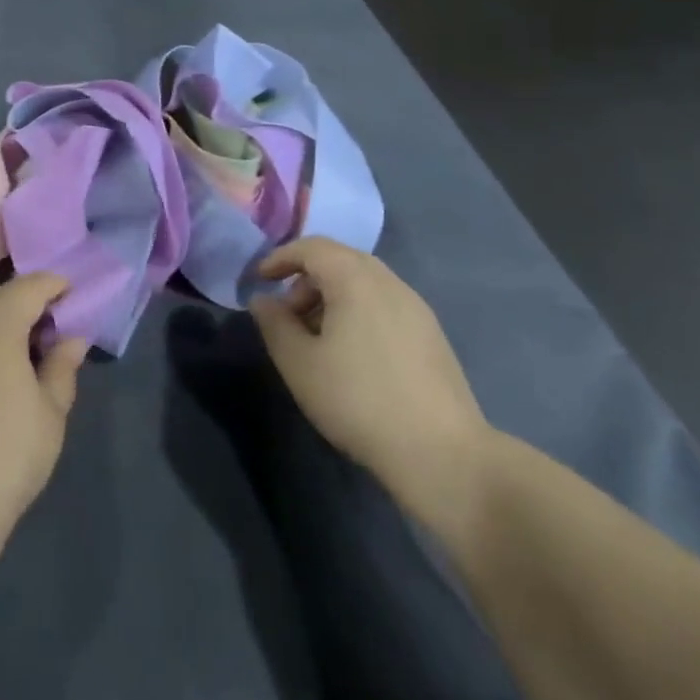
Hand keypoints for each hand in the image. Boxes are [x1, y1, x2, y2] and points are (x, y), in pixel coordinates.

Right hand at [249, 238, 490, 528]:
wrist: (441, 452)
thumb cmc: (358, 400)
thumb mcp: (300, 364)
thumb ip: (275, 324)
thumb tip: (263, 300)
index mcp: (356, 280)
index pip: (312, 247)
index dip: (280, 258)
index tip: (259, 281)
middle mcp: (389, 282)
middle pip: (340, 260)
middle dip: (306, 280)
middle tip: (286, 316)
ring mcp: (416, 307)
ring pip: (364, 283)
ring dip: (331, 297)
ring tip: (316, 340)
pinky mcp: (431, 334)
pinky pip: (383, 304)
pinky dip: (357, 312)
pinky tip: (351, 354)